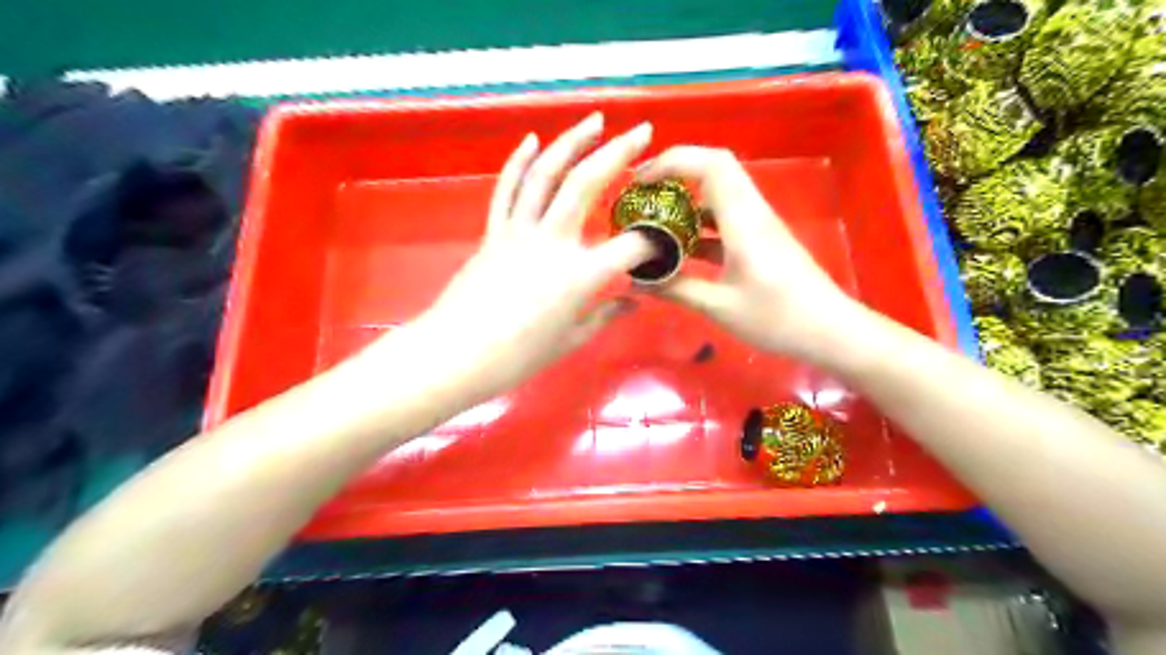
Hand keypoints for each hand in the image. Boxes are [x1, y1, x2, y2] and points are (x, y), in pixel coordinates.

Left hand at [402, 116, 654, 402]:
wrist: (456, 354)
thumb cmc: (518, 357)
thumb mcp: (571, 341)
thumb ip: (606, 316)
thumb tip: (634, 303)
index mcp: (580, 276)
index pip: (630, 247)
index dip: (653, 242)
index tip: (664, 241)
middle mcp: (552, 242)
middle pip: (587, 184)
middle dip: (619, 152)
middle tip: (642, 131)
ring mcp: (518, 231)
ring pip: (546, 174)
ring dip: (571, 142)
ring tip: (594, 120)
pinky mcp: (493, 232)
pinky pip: (507, 189)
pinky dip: (518, 161)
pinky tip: (532, 139)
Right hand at [637, 146, 862, 366]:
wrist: (830, 331)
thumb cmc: (777, 317)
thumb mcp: (720, 307)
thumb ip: (677, 289)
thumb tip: (637, 282)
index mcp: (744, 219)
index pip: (711, 164)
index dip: (673, 161)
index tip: (641, 181)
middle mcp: (752, 212)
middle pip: (714, 170)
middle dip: (675, 175)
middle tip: (643, 197)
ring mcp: (758, 225)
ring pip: (719, 195)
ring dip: (686, 202)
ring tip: (654, 222)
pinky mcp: (761, 241)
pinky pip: (725, 220)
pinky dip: (699, 226)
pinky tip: (680, 250)